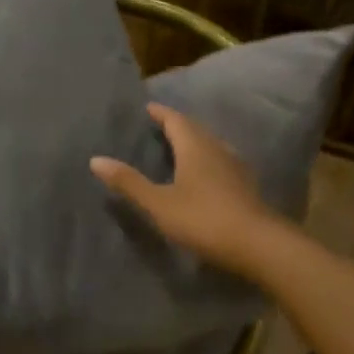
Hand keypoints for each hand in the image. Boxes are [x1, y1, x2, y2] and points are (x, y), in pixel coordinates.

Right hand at [91, 105, 283, 277]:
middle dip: (177, 125)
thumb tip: (96, 159)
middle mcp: (216, 149)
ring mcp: (235, 167)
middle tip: (159, 125)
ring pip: (210, 145)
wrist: (258, 244)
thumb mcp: (159, 204)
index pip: (175, 120)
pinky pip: (221, 161)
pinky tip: (204, 174)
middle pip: (195, 129)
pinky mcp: (245, 186)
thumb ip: (129, 182)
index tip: (148, 108)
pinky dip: (207, 160)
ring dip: (194, 142)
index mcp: (194, 147)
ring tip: (179, 147)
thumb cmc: (203, 219)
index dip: (161, 113)